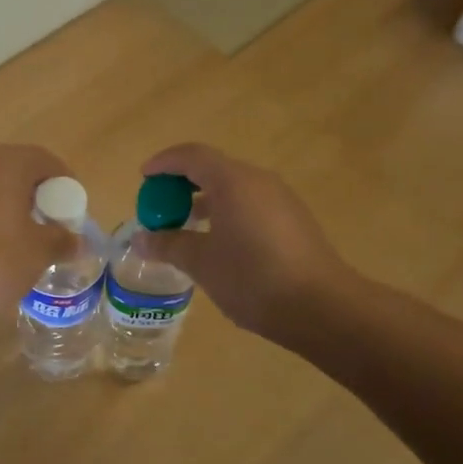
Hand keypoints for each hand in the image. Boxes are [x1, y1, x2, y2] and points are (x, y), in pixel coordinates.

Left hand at [0, 145, 75, 327]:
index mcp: (6, 163)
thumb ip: (62, 240)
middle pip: (18, 168)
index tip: (73, 213)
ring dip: (11, 203)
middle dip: (38, 194)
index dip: (65, 185)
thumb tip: (78, 241)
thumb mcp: (37, 253)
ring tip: (23, 236)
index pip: (46, 161)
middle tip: (51, 224)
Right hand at [135, 143, 346, 347]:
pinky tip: (219, 244)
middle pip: (213, 169)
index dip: (164, 163)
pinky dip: (227, 213)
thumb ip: (168, 245)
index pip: (192, 156)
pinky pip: (251, 205)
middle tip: (161, 207)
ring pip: (234, 188)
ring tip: (185, 228)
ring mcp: (281, 200)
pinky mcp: (294, 221)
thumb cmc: (252, 278)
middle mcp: (259, 181)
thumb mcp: (201, 263)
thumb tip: (141, 240)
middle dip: (182, 184)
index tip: (144, 177)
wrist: (321, 307)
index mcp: (233, 181)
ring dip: (205, 201)